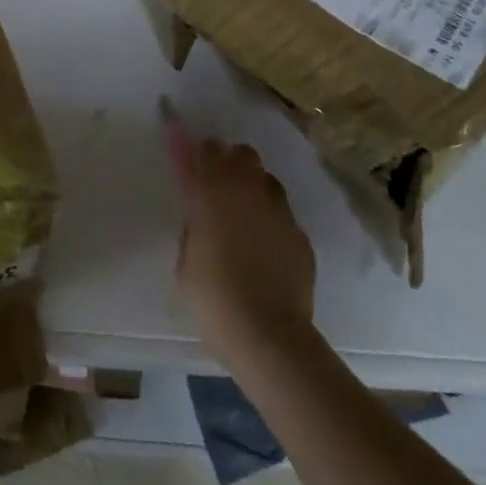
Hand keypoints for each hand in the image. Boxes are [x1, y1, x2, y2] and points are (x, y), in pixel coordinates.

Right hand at [165, 99, 316, 365]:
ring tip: (244, 216)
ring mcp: (279, 210)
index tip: (192, 163)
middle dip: (229, 163)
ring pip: (266, 179)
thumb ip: (193, 227)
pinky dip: (271, 220)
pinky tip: (265, 247)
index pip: (206, 149)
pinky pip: (282, 213)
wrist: (269, 335)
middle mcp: (248, 190)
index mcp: (212, 191)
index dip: (198, 152)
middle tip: (218, 189)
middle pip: (242, 154)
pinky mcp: (300, 234)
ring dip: (253, 187)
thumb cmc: (213, 298)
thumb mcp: (185, 261)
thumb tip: (200, 216)